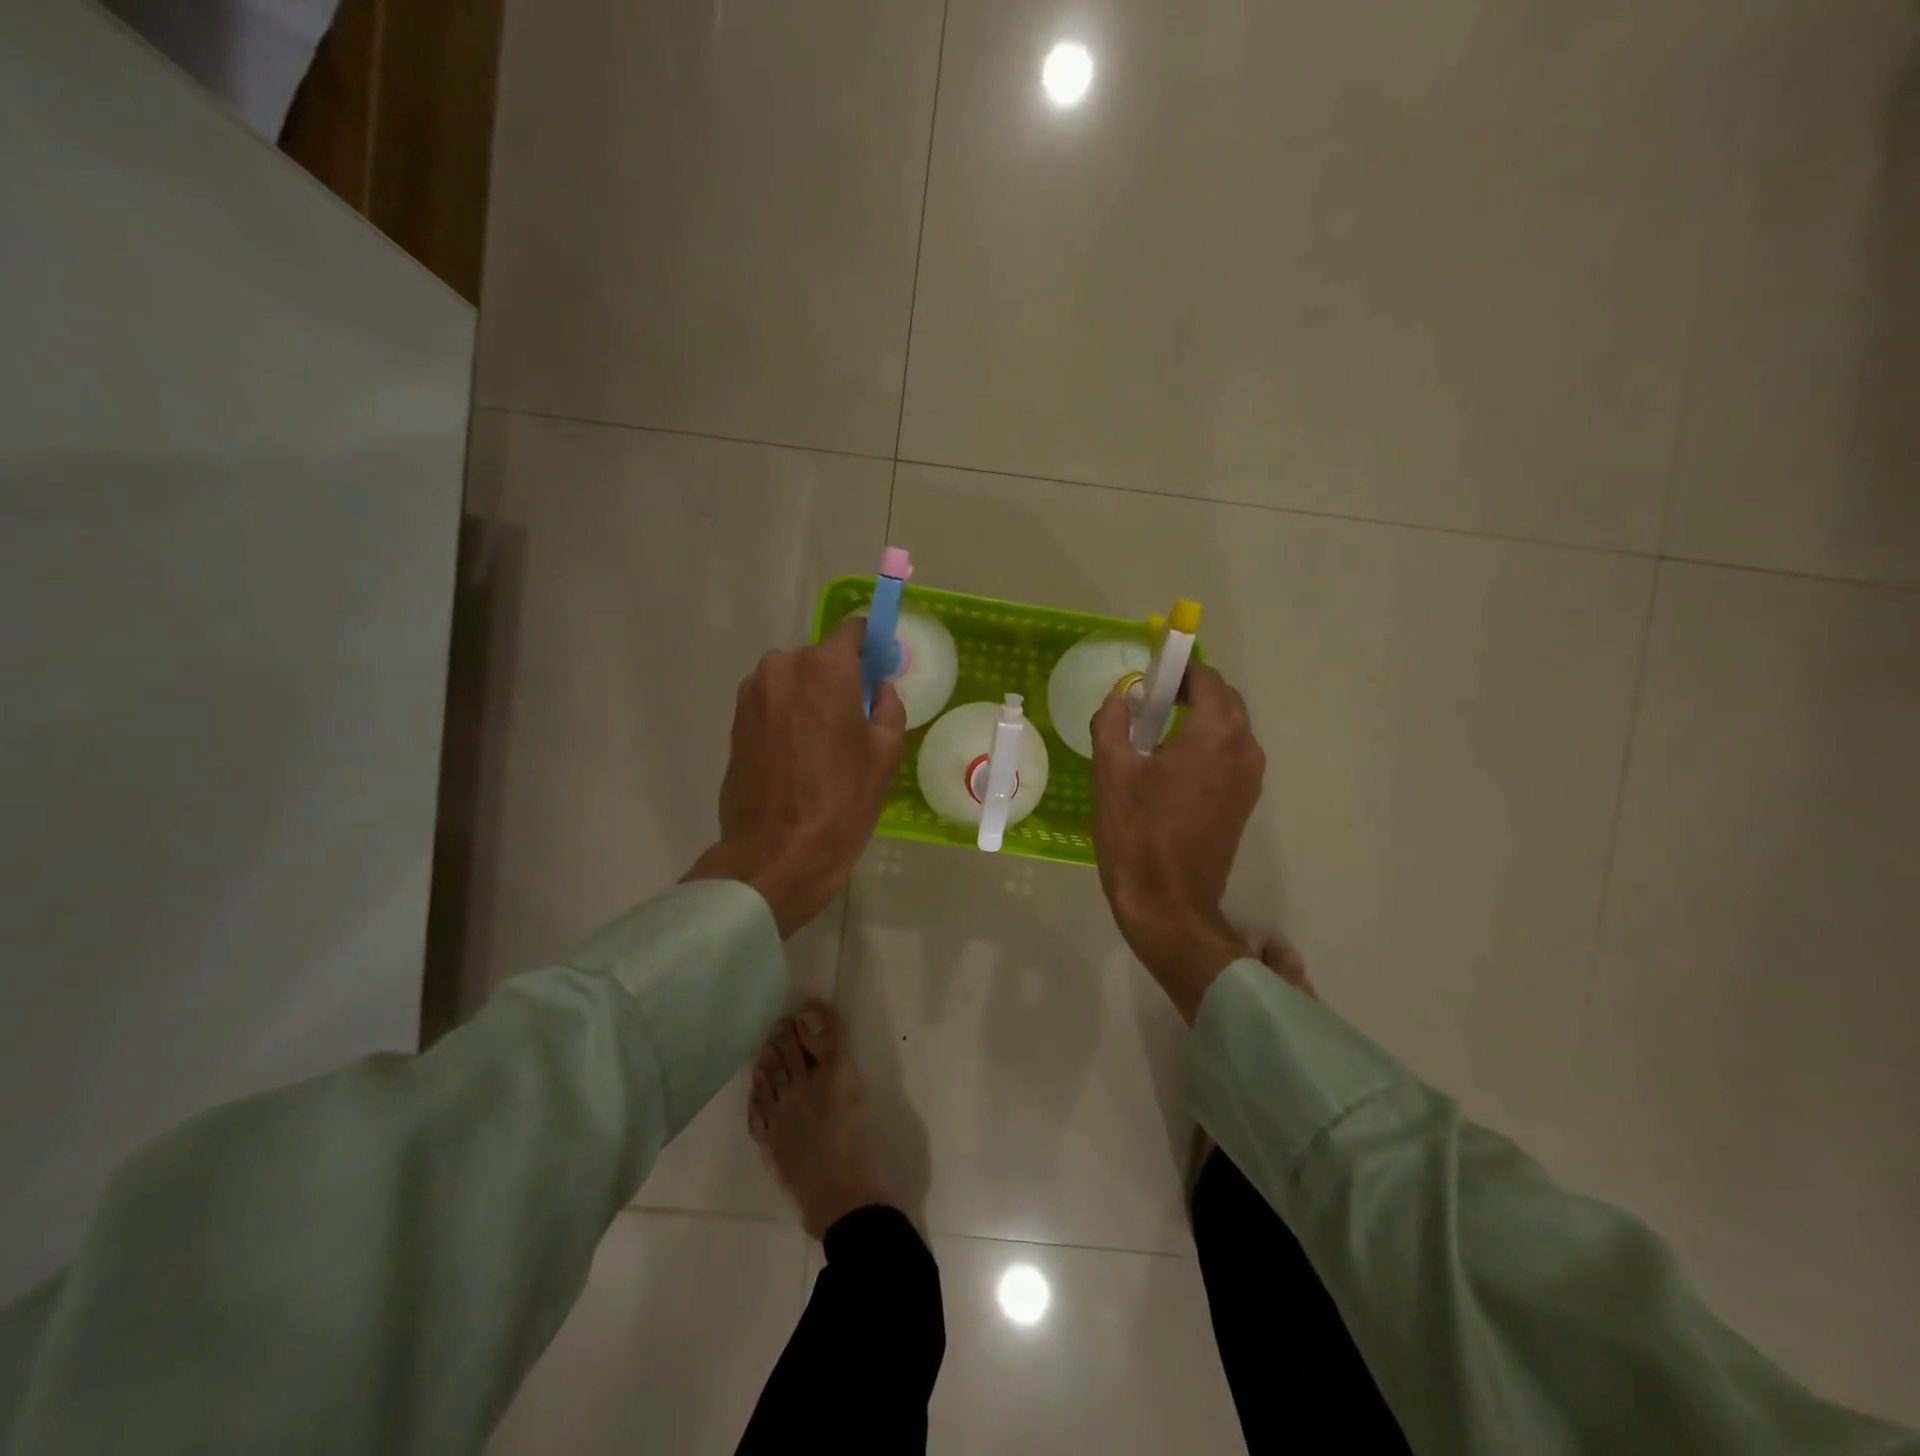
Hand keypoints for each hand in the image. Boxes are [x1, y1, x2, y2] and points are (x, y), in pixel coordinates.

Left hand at [684, 618, 904, 936]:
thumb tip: (880, 686)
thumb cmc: (842, 800)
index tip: (880, 664)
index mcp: (825, 667)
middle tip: (854, 717)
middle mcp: (782, 667)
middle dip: (838, 678)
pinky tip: (799, 754)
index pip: (852, 630)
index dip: (870, 643)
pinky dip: (787, 716)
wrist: (777, 851)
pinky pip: (772, 703)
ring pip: (792, 681)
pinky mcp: (735, 721)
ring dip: (809, 698)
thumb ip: (888, 705)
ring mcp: (752, 693)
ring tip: (823, 742)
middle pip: (820, 658)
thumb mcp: (885, 753)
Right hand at [1090, 663, 1264, 1022]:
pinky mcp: (1245, 803)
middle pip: (1224, 700)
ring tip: (1155, 730)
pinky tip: (1170, 763)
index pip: (1206, 679)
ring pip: (1229, 728)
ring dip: (1199, 718)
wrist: (1168, 904)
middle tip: (1149, 700)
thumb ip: (1113, 720)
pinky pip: (1229, 755)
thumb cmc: (1136, 832)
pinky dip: (1206, 744)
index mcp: (1215, 734)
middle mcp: (1244, 750)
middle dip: (1190, 691)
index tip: (1149, 672)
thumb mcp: (1111, 770)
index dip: (1178, 668)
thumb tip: (1124, 695)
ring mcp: (1249, 779)